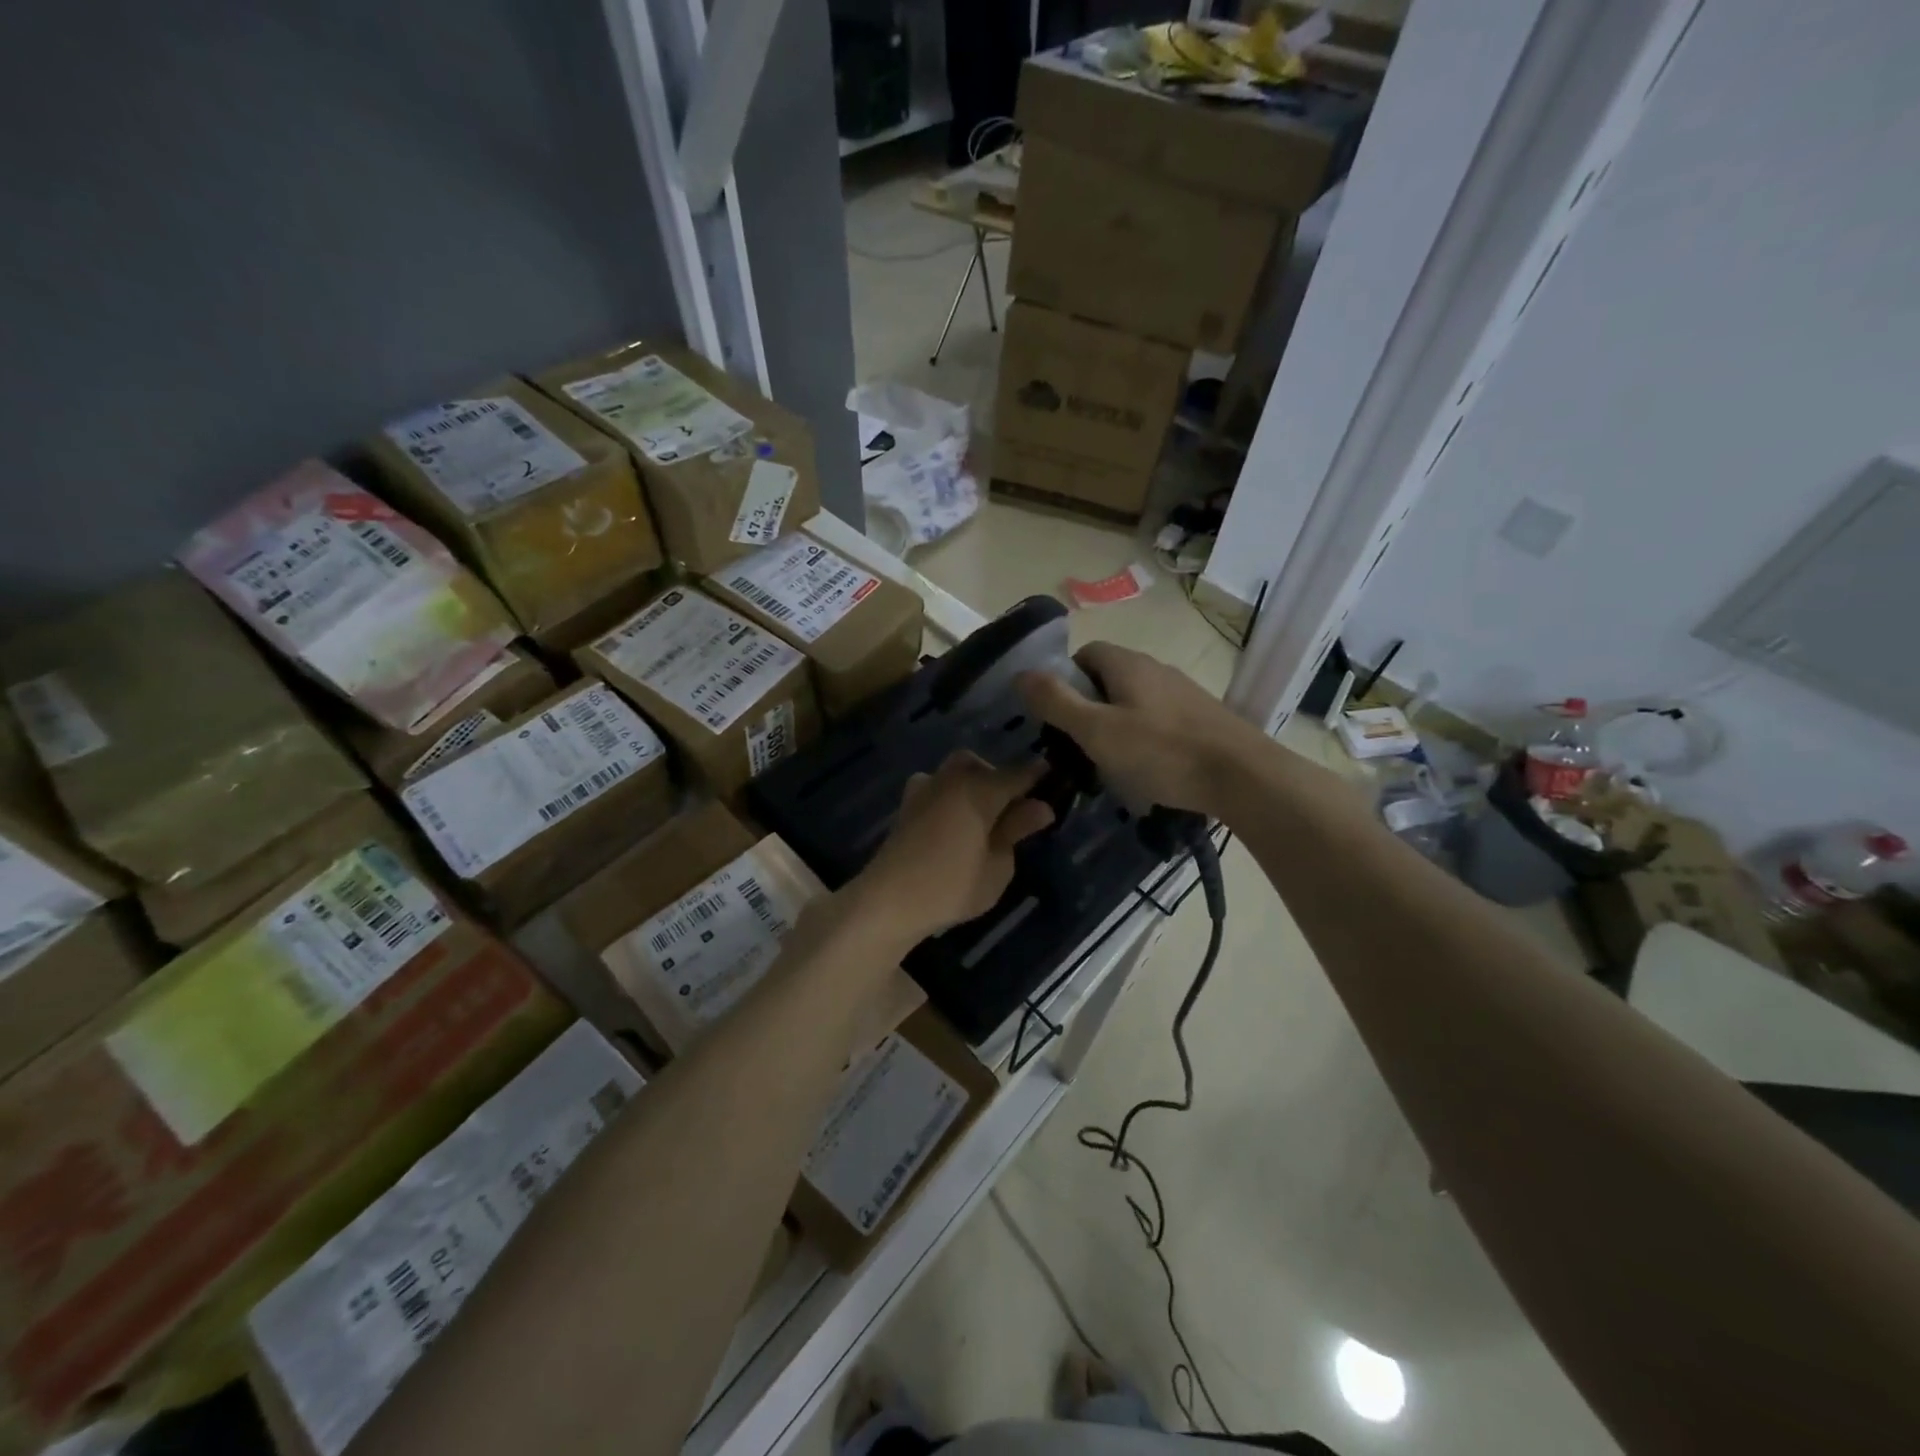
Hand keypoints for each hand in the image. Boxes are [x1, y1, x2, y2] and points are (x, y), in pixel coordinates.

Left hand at [855, 752, 1055, 940]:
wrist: (889, 900)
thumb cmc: (952, 886)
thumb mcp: (997, 866)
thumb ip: (1016, 830)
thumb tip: (1041, 807)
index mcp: (979, 790)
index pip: (1018, 774)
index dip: (1037, 775)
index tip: (1054, 777)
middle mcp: (951, 780)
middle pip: (980, 765)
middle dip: (998, 777)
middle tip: (1013, 807)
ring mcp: (924, 790)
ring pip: (954, 772)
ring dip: (971, 783)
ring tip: (983, 815)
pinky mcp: (906, 807)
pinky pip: (935, 787)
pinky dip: (949, 796)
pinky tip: (954, 822)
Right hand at [1017, 642, 1259, 816]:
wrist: (1243, 776)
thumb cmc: (1162, 751)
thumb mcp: (1097, 730)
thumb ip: (1056, 702)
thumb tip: (1020, 674)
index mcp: (1127, 664)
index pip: (1085, 653)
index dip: (1065, 679)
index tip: (1057, 716)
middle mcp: (1156, 668)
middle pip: (1109, 677)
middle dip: (1088, 705)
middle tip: (1078, 743)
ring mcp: (1183, 692)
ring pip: (1135, 699)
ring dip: (1117, 723)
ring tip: (1110, 761)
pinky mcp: (1202, 717)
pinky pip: (1159, 718)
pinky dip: (1145, 736)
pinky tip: (1148, 768)